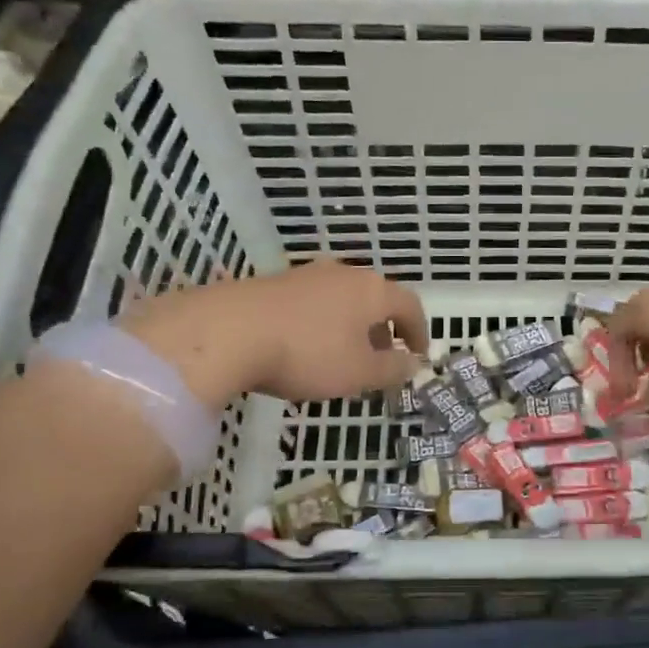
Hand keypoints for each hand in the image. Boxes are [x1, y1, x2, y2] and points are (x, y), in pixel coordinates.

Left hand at [120, 260, 428, 406]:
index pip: (409, 305)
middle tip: (381, 360)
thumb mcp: (360, 372)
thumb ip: (392, 369)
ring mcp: (306, 275)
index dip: (420, 332)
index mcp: (372, 290)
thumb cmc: (309, 353)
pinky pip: (312, 304)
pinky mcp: (274, 284)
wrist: (228, 331)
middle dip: (383, 331)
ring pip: (342, 301)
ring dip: (351, 328)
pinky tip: (306, 349)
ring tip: (343, 358)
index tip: (418, 356)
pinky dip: (322, 325)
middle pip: (375, 299)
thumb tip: (413, 364)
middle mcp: (343, 274)